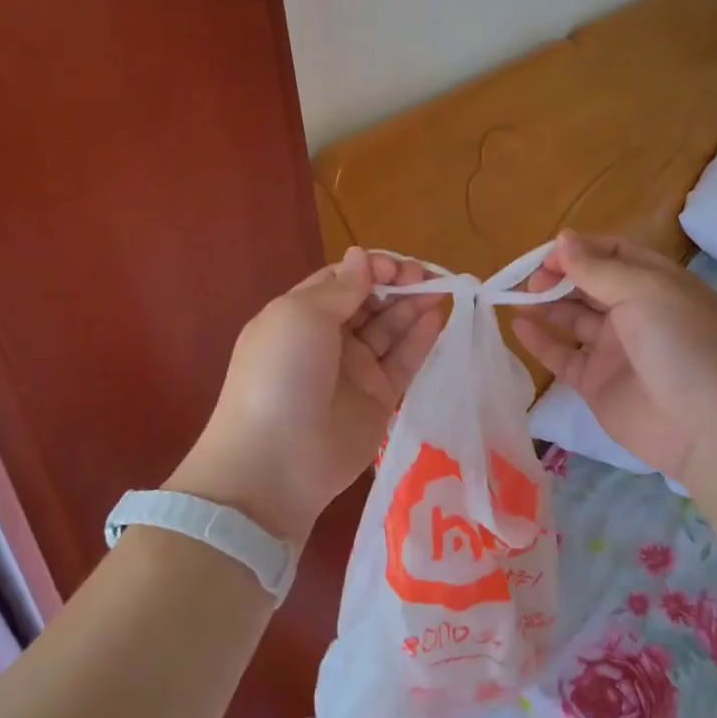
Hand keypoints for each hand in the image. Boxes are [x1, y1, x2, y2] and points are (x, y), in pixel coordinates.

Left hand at [175, 248, 444, 543]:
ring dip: (413, 307)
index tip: (395, 268)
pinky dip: (421, 339)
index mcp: (301, 315)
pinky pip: (404, 362)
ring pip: (390, 329)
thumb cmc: (282, 374)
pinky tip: (436, 319)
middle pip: (370, 302)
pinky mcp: (380, 399)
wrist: (277, 461)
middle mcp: (329, 339)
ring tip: (440, 291)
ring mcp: (355, 370)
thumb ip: (341, 287)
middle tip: (425, 278)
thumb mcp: (301, 316)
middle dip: (397, 284)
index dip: (371, 268)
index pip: (342, 280)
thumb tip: (361, 256)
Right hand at [513, 231, 716, 482]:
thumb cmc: (682, 344)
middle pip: (588, 285)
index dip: (579, 250)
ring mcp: (615, 349)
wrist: (706, 427)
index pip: (612, 254)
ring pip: (572, 318)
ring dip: (545, 305)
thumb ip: (598, 268)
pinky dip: (540, 341)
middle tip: (528, 281)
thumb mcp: (645, 292)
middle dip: (557, 277)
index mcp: (655, 283)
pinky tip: (518, 326)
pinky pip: (563, 355)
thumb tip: (563, 239)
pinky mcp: (597, 383)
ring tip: (514, 298)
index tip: (547, 256)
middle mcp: (635, 312)